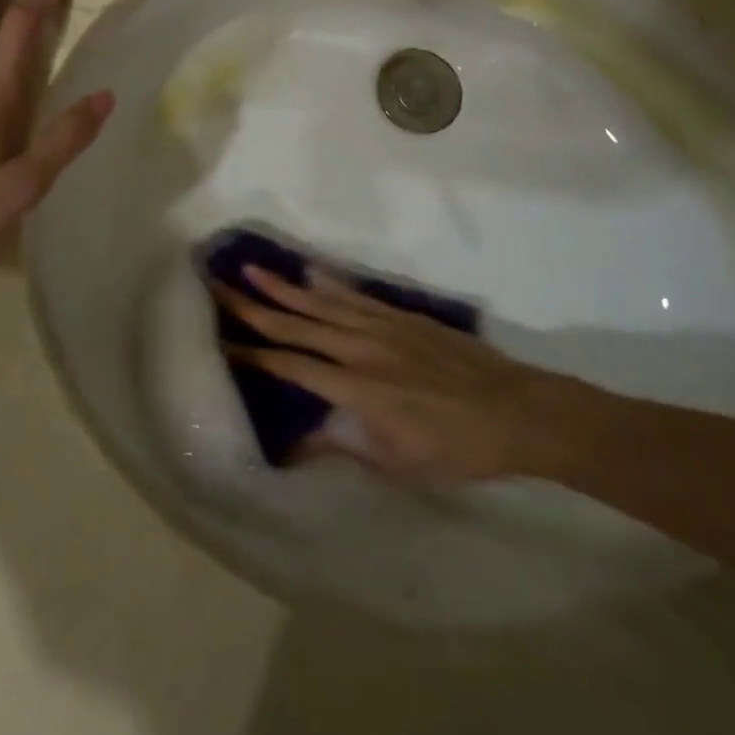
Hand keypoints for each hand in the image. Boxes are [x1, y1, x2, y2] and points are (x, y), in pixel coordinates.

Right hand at [215, 267, 598, 485]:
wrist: (513, 409)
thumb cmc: (455, 448)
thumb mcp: (397, 466)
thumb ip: (343, 449)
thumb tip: (296, 444)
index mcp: (356, 389)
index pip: (292, 366)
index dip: (254, 355)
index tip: (222, 341)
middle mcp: (361, 349)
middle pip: (297, 325)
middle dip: (254, 307)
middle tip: (220, 285)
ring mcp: (382, 327)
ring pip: (321, 304)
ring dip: (284, 287)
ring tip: (251, 269)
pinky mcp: (401, 316)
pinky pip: (356, 296)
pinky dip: (330, 283)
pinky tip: (310, 271)